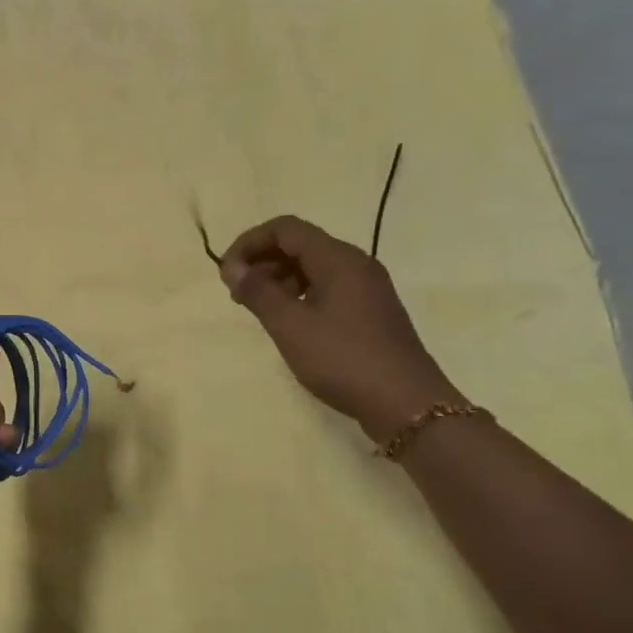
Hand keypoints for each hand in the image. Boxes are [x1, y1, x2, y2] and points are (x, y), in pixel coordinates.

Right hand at [217, 216, 463, 443]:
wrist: (406, 403)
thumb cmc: (343, 359)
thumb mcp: (290, 326)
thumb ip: (258, 291)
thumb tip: (231, 267)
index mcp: (338, 259)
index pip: (285, 229)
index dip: (249, 242)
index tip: (226, 273)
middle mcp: (355, 264)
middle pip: (299, 244)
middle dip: (262, 261)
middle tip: (237, 295)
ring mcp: (366, 288)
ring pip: (312, 267)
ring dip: (278, 279)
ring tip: (257, 310)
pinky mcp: (369, 311)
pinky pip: (326, 287)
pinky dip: (298, 294)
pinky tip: (287, 322)